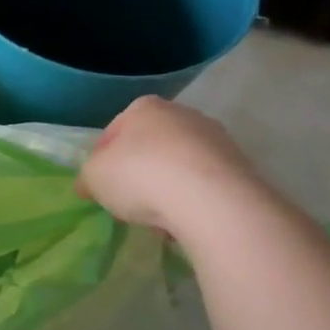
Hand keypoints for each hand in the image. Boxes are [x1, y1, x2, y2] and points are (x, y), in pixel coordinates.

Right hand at [75, 96, 269, 239]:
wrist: (212, 200)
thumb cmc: (140, 176)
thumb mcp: (93, 177)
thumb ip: (88, 178)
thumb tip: (89, 184)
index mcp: (144, 108)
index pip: (113, 132)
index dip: (102, 161)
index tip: (101, 186)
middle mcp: (182, 114)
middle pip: (149, 147)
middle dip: (138, 173)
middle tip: (128, 202)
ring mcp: (216, 138)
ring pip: (178, 166)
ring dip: (166, 188)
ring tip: (158, 218)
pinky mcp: (241, 165)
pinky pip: (204, 184)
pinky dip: (192, 200)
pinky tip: (184, 221)